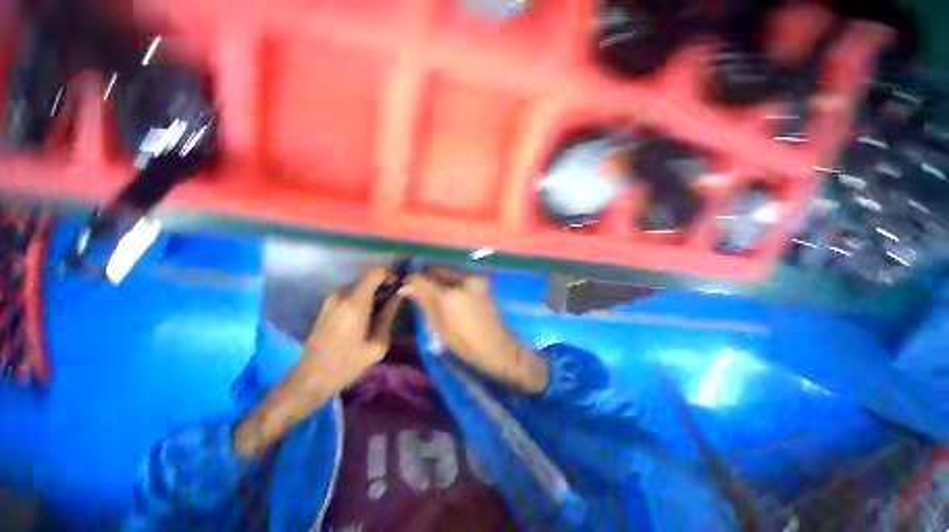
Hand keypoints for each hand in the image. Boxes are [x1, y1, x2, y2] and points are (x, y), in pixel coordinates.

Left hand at [235, 267, 402, 456]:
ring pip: (360, 285)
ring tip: (382, 310)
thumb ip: (390, 314)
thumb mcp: (378, 343)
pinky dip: (363, 298)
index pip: (376, 272)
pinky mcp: (327, 305)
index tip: (400, 286)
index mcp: (355, 303)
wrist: (310, 379)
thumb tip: (401, 294)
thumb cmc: (347, 364)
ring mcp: (331, 299)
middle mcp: (341, 295)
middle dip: (384, 285)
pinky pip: (351, 293)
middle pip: (368, 277)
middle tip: (395, 301)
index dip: (391, 274)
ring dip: (374, 292)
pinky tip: (366, 316)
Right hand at [403, 268, 548, 393]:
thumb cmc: (464, 343)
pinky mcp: (482, 281)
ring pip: (449, 271)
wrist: (496, 345)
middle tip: (417, 285)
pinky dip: (451, 280)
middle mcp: (463, 280)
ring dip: (438, 277)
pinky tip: (448, 290)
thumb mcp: (438, 326)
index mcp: (449, 295)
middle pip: (438, 269)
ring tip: (432, 288)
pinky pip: (460, 276)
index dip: (412, 279)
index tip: (405, 284)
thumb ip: (424, 302)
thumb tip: (406, 287)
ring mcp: (475, 278)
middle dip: (426, 275)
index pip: (424, 278)